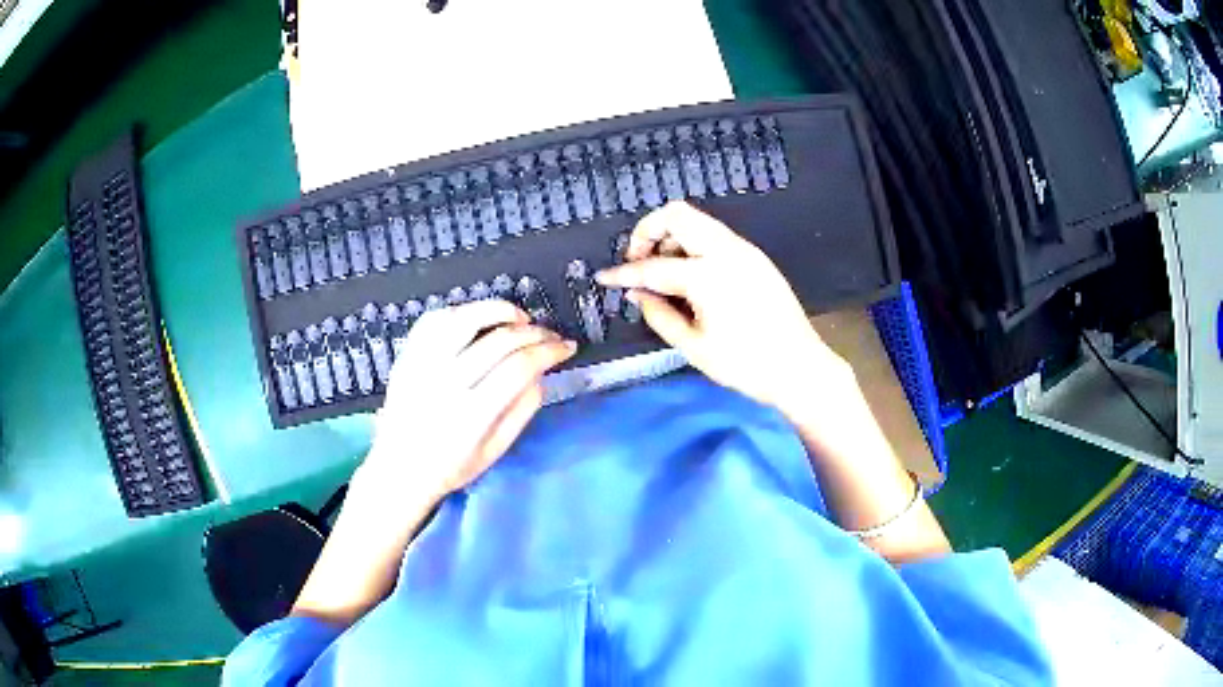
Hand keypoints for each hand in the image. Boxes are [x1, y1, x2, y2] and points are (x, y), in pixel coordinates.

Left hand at [358, 300, 575, 507]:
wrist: (399, 467)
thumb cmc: (452, 465)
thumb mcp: (496, 450)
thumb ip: (522, 409)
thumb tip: (541, 370)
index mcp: (471, 415)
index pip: (519, 367)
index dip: (549, 350)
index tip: (566, 347)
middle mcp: (445, 383)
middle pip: (499, 340)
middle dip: (534, 331)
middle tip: (549, 335)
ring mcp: (422, 364)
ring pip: (465, 318)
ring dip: (499, 310)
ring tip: (518, 319)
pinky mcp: (407, 354)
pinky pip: (435, 318)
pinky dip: (462, 311)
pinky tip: (479, 319)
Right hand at [597, 202, 853, 412]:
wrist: (800, 368)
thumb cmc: (746, 365)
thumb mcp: (694, 347)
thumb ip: (659, 314)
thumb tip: (636, 293)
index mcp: (708, 276)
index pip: (654, 266)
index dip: (623, 273)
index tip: (604, 277)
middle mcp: (727, 250)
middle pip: (676, 214)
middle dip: (648, 232)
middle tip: (638, 263)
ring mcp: (744, 250)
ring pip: (697, 221)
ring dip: (671, 237)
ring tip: (663, 273)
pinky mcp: (755, 256)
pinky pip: (715, 236)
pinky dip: (693, 245)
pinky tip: (690, 277)